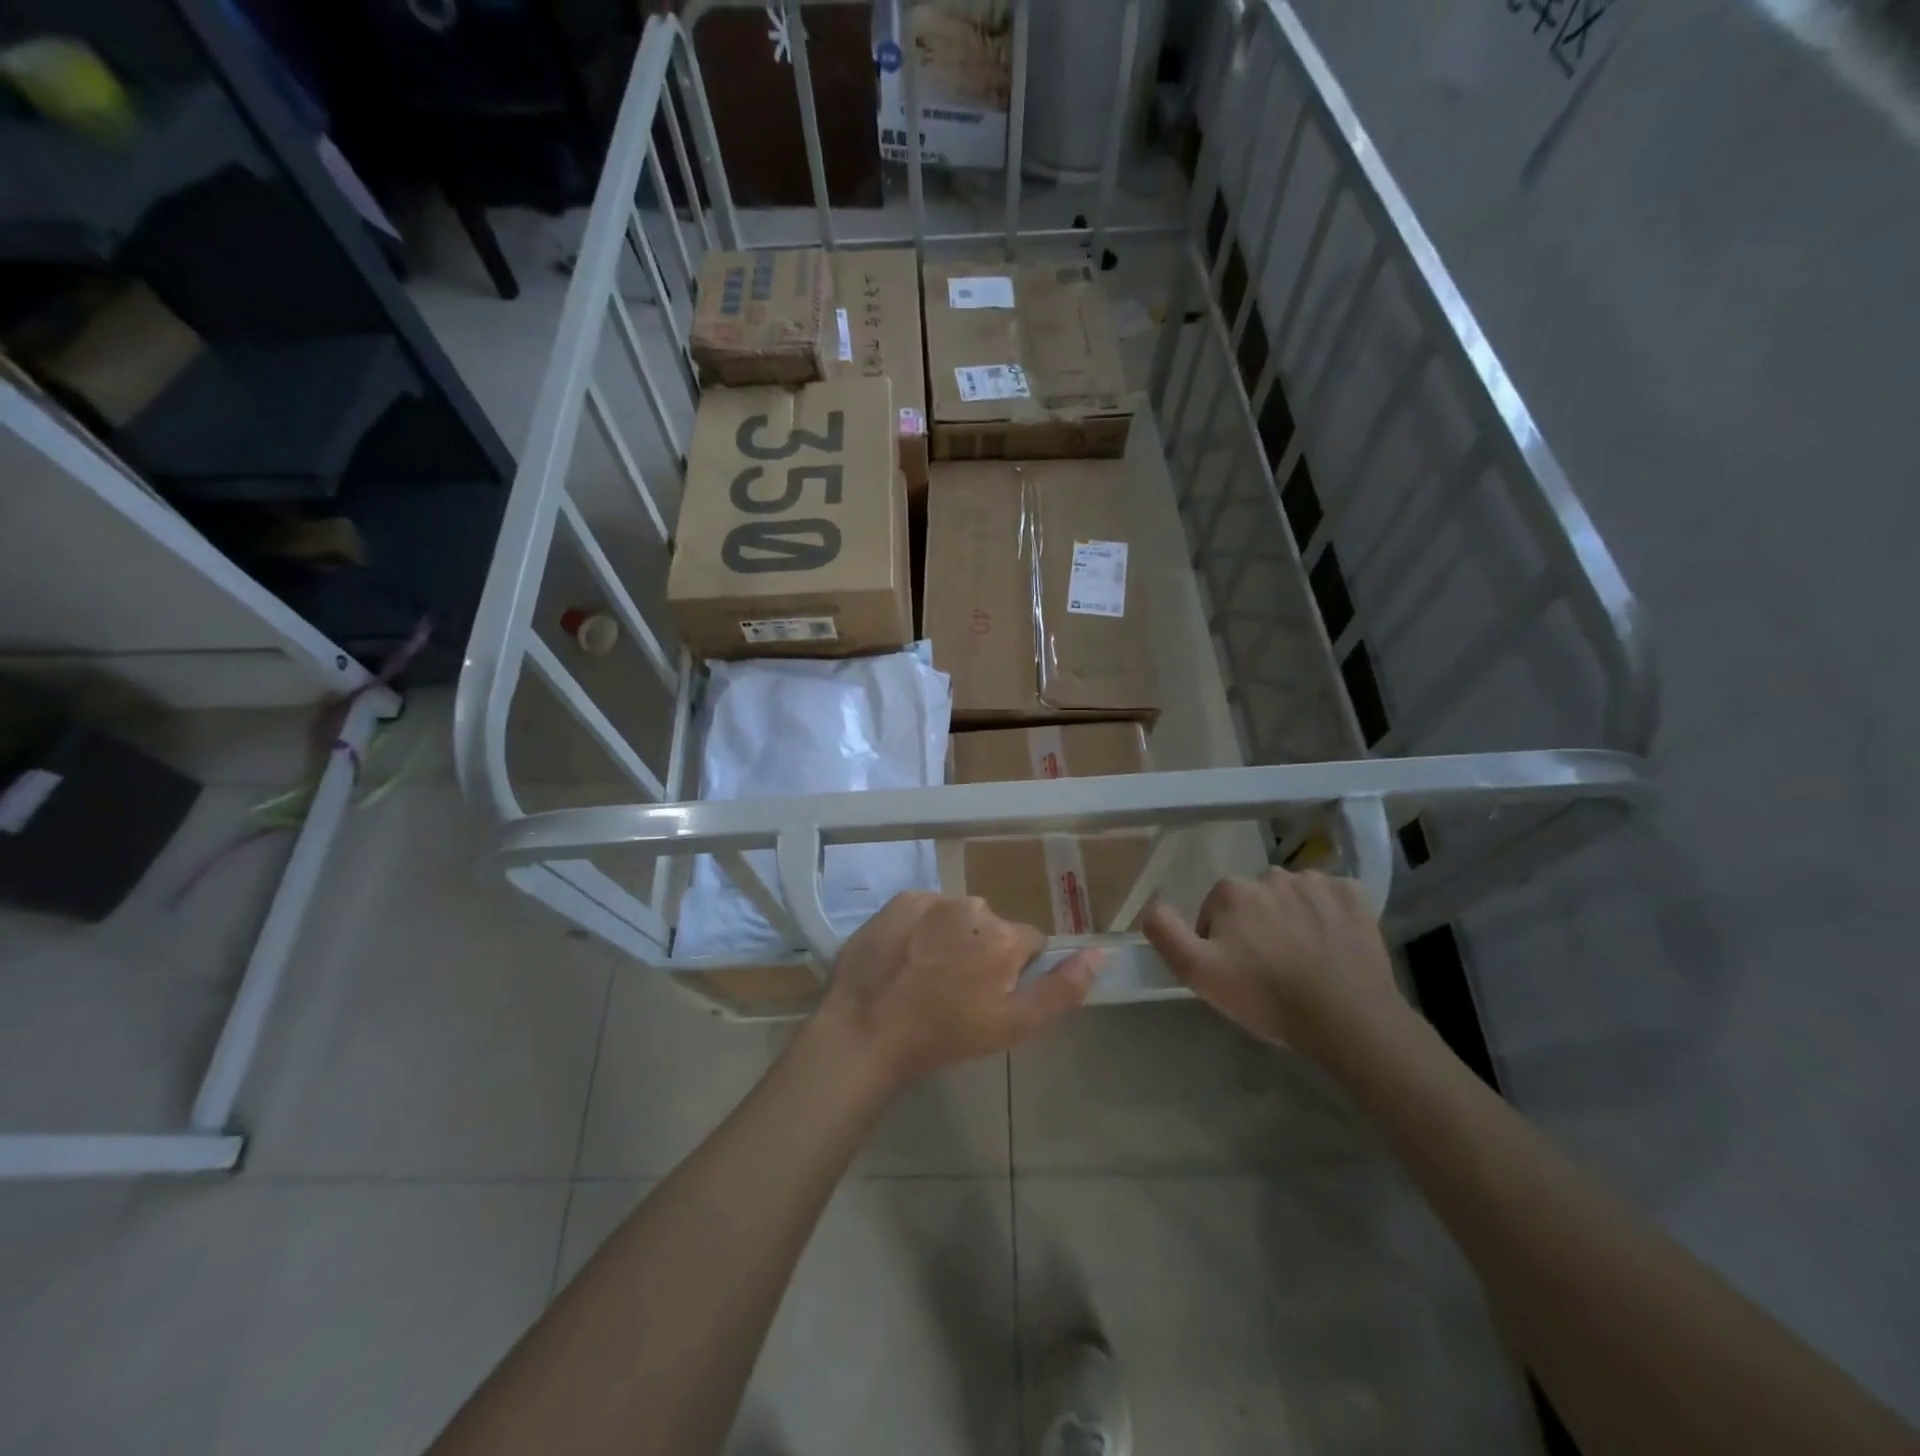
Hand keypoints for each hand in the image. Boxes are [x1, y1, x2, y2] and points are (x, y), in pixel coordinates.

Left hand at [816, 892, 1102, 1088]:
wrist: (867, 1029)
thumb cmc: (945, 1034)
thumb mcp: (1014, 1026)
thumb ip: (1063, 988)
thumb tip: (1103, 952)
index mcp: (1005, 936)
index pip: (1030, 943)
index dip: (1015, 971)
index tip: (991, 996)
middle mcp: (973, 906)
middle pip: (992, 927)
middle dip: (983, 951)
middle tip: (955, 990)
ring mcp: (933, 898)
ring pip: (958, 917)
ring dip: (951, 937)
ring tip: (925, 975)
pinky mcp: (900, 900)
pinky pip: (926, 909)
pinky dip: (921, 927)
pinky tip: (904, 957)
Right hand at [1141, 869, 1403, 1059]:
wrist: (1346, 1018)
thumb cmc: (1266, 996)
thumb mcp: (1199, 973)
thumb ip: (1166, 933)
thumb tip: (1149, 905)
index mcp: (1231, 891)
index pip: (1214, 908)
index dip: (1220, 939)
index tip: (1236, 969)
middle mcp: (1271, 875)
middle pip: (1253, 899)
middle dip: (1256, 924)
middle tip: (1269, 966)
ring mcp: (1316, 883)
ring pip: (1291, 895)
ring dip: (1291, 916)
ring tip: (1302, 957)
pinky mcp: (1354, 896)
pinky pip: (1330, 896)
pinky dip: (1328, 913)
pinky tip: (1331, 943)